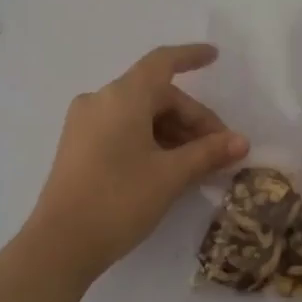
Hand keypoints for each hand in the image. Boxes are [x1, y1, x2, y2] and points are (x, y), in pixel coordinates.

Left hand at [27, 44, 247, 279]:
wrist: (60, 244)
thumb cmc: (119, 200)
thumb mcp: (171, 175)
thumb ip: (208, 153)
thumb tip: (241, 141)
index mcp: (123, 96)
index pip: (162, 62)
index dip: (191, 57)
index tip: (215, 57)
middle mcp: (100, 100)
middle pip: (156, 95)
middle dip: (192, 118)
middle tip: (219, 150)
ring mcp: (85, 123)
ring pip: (140, 114)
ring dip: (173, 133)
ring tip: (198, 165)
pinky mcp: (78, 146)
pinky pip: (122, 129)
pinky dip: (150, 140)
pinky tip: (169, 167)